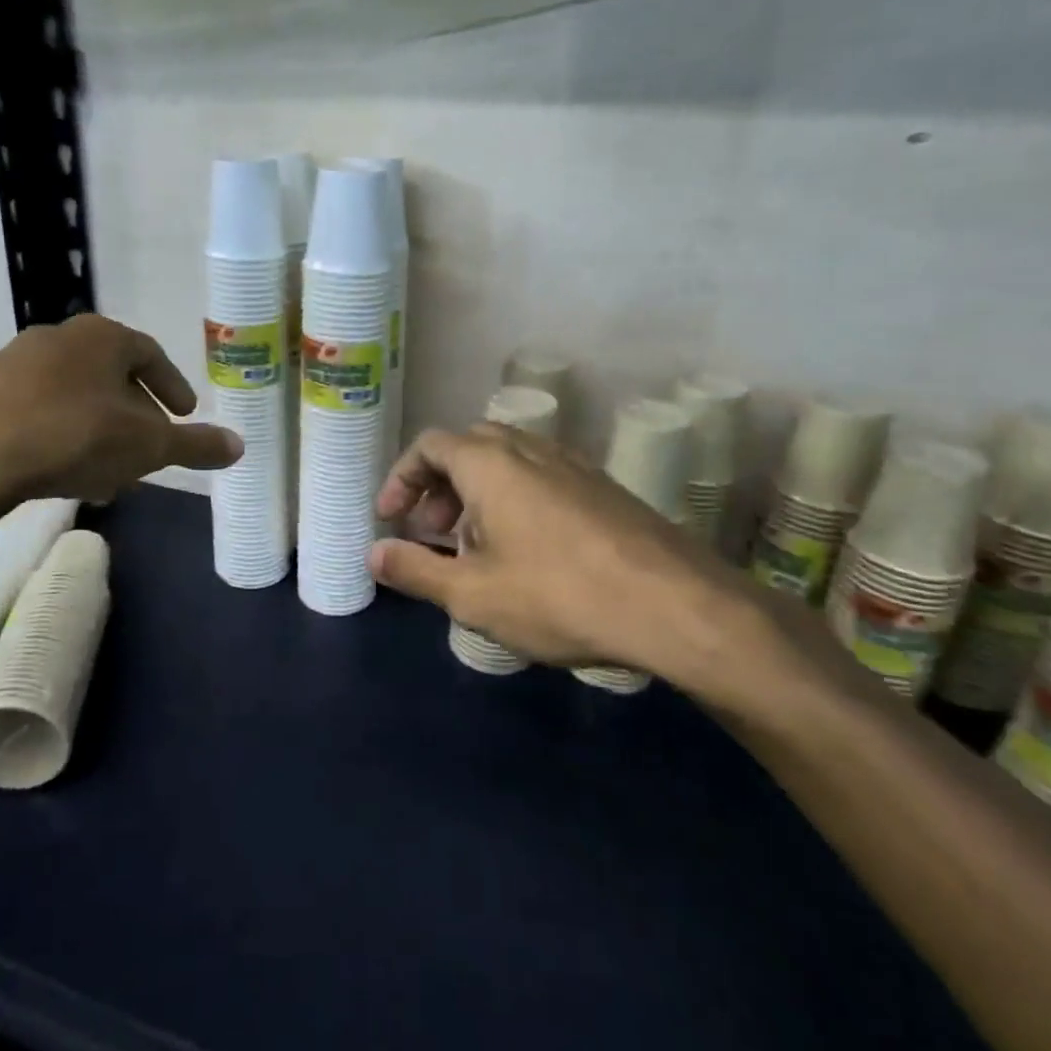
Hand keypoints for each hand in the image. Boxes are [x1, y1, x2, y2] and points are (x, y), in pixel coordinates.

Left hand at [0, 316, 241, 535]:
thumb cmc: (75, 438)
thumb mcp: (149, 447)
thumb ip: (195, 445)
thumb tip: (241, 446)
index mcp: (103, 337)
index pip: (151, 355)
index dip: (172, 386)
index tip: (185, 414)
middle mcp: (59, 337)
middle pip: (112, 377)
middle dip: (136, 416)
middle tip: (149, 450)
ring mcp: (14, 362)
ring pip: (75, 396)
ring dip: (99, 429)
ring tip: (108, 472)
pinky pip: (38, 410)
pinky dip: (61, 434)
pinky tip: (64, 471)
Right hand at [367, 425, 842, 713]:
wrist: (677, 605)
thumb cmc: (560, 596)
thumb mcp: (474, 595)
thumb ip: (416, 571)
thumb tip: (373, 554)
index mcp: (490, 463)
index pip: (429, 445)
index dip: (401, 478)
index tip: (391, 518)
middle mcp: (530, 448)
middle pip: (468, 446)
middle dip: (439, 485)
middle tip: (431, 531)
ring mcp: (573, 463)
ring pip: (508, 462)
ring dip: (477, 493)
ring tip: (475, 546)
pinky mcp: (604, 487)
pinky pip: (541, 477)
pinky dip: (515, 499)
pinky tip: (528, 551)